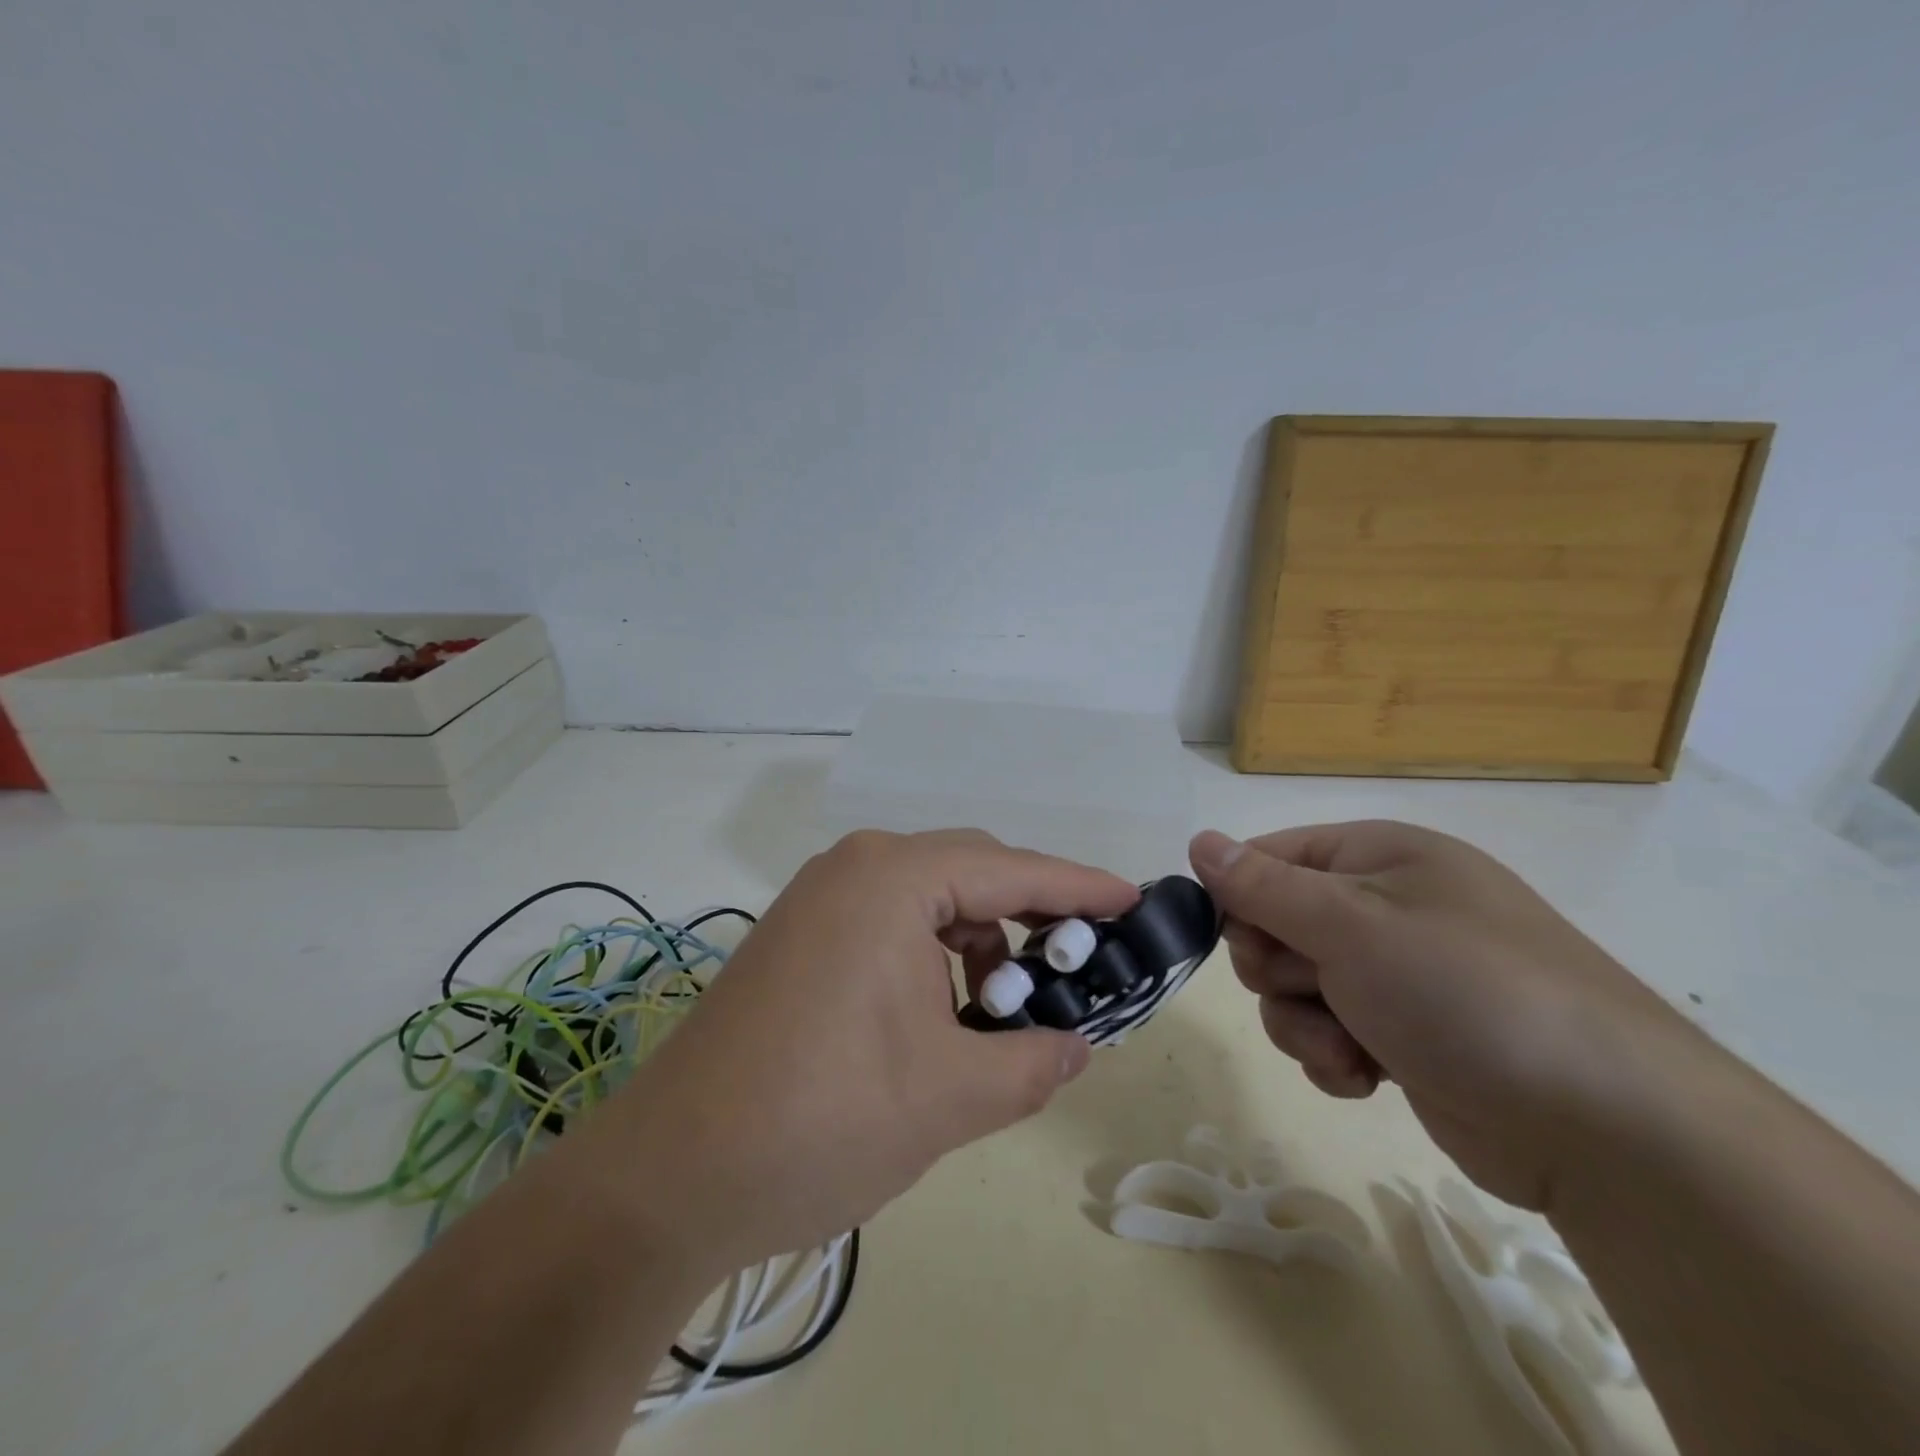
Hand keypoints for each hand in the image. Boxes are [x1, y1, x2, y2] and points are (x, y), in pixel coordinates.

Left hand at [576, 829, 1139, 1276]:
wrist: (669, 1176)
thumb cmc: (823, 1118)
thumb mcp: (950, 1096)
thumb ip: (1033, 1061)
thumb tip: (1078, 1045)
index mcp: (894, 879)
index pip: (1012, 870)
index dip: (1080, 888)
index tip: (1133, 900)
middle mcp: (855, 868)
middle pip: (970, 874)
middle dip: (1028, 920)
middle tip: (1072, 973)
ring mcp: (819, 898)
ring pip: (928, 901)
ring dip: (977, 946)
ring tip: (999, 1014)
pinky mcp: (799, 935)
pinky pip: (888, 924)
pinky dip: (930, 958)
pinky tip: (941, 1017)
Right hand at [1188, 821, 1695, 1209]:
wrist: (1609, 1131)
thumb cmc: (1465, 993)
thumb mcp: (1351, 927)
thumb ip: (1263, 886)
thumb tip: (1198, 842)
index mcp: (1380, 856)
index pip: (1270, 857)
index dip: (1241, 897)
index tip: (1244, 941)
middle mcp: (1387, 906)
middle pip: (1276, 924)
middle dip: (1278, 968)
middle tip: (1311, 988)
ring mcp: (1399, 973)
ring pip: (1296, 986)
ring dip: (1304, 1021)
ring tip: (1349, 1045)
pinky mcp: (1407, 1035)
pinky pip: (1330, 1030)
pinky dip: (1335, 1054)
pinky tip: (1366, 1076)